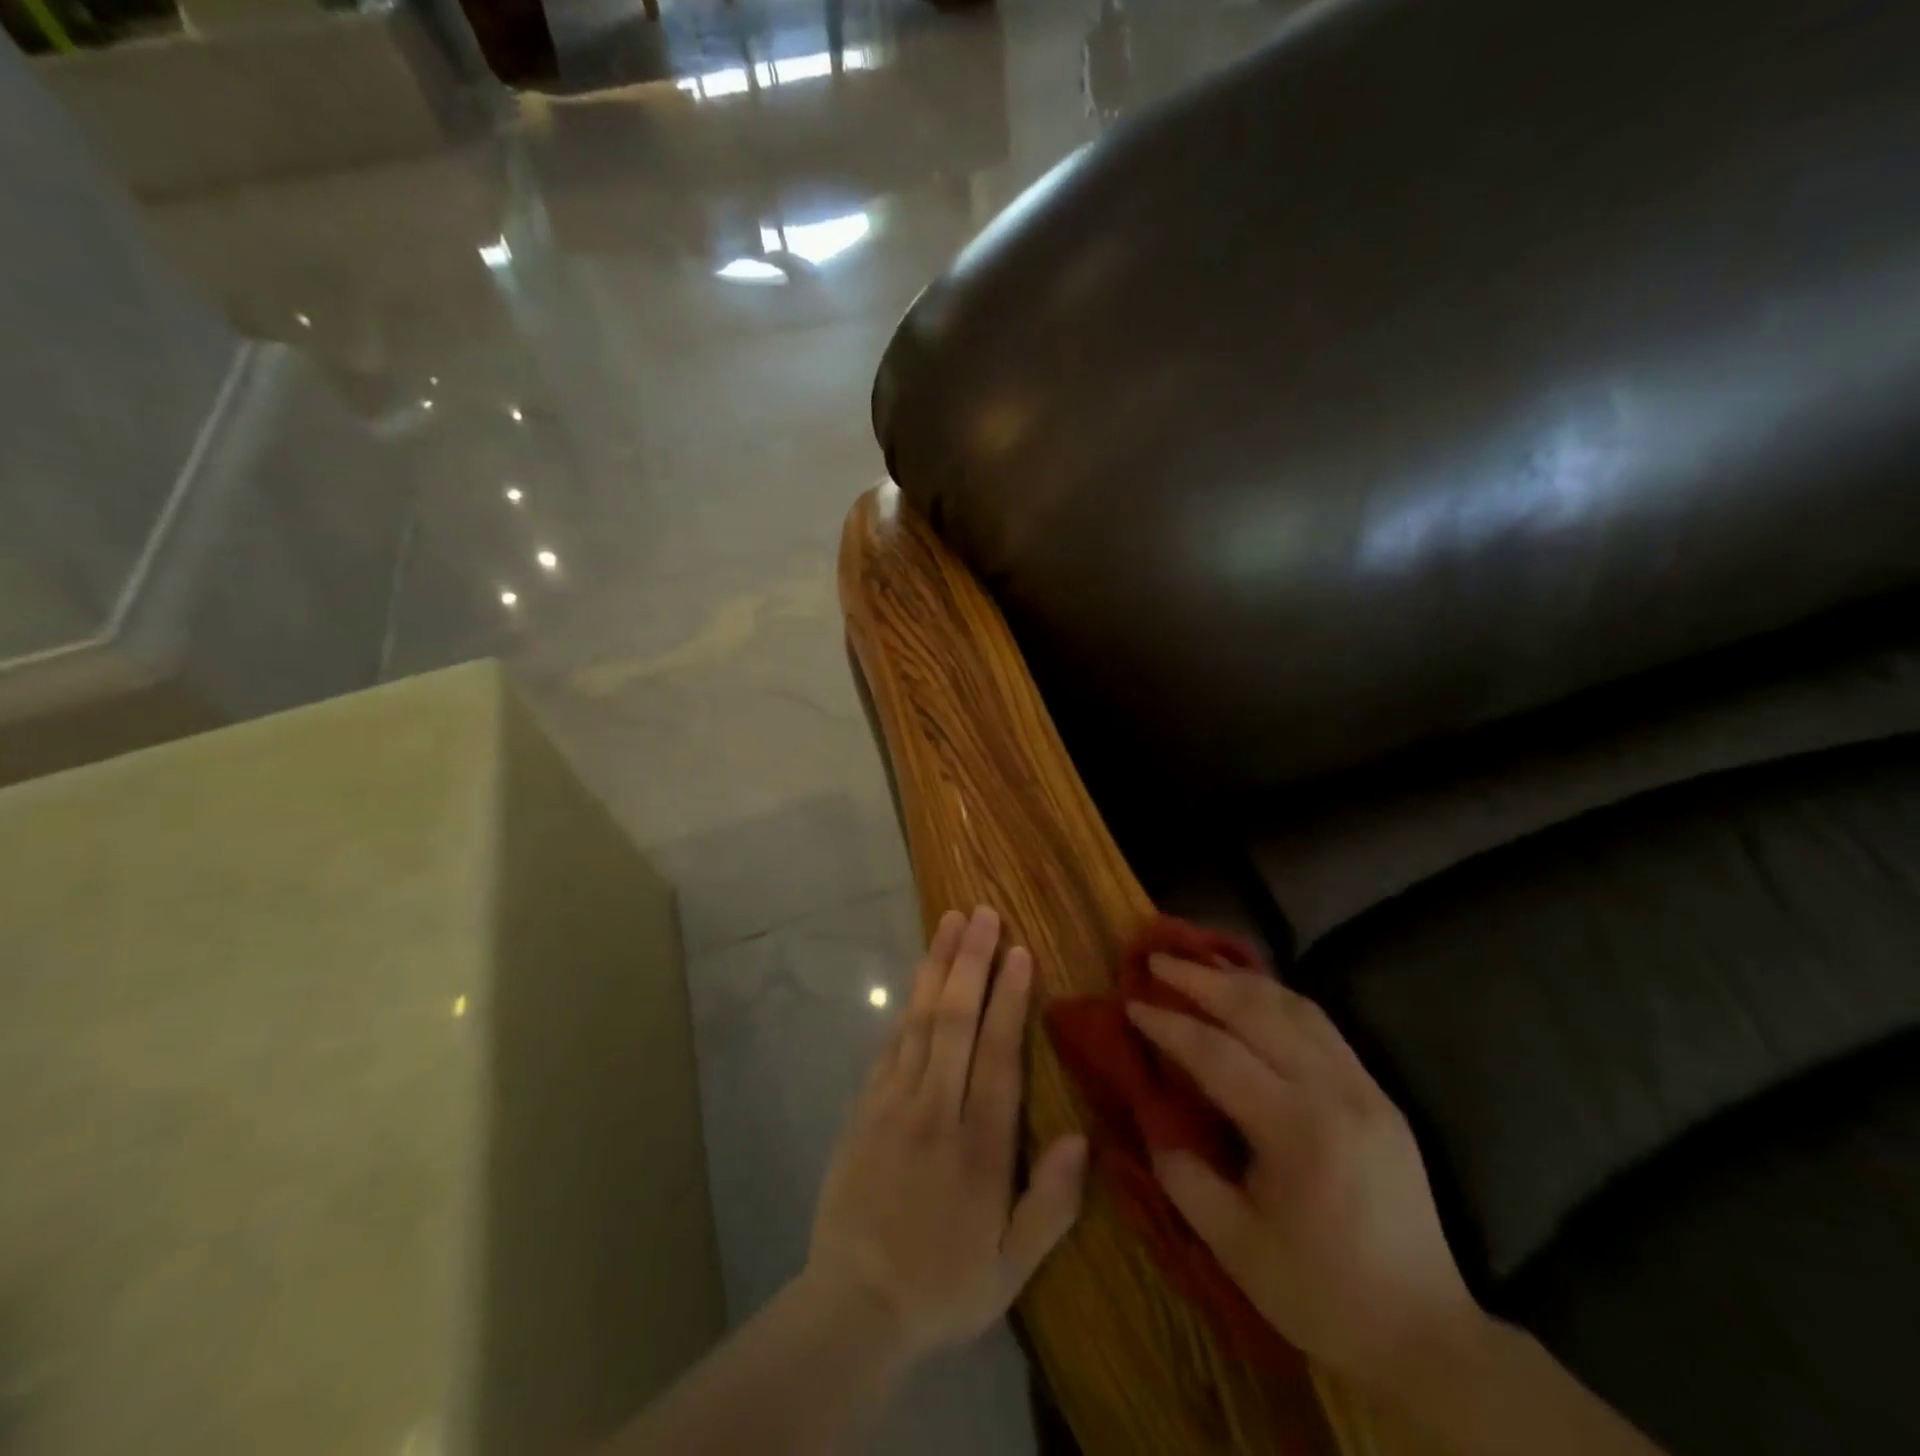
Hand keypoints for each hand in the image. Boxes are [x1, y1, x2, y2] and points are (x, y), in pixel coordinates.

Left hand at [806, 906, 1087, 1363]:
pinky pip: (890, 1043)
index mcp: (978, 1147)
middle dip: (970, 962)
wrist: (853, 1306)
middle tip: (982, 913)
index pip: (997, 1055)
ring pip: (919, 1021)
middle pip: (954, 1021)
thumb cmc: (942, 1286)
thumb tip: (1082, 1138)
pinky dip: (907, 1005)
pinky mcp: (865, 1106)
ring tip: (949, 922)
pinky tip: (918, 977)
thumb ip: (1051, 1205)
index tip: (1019, 952)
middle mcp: (935, 1110)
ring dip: (937, 967)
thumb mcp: (1011, 1268)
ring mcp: (893, 1103)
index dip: (1009, 999)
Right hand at [1127, 956, 1480, 1391]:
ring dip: (1242, 979)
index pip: (1218, 1056)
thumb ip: (1185, 1177)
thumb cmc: (1321, 1294)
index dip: (1170, 1025)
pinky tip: (1254, 993)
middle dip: (1202, 979)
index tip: (1132, 1002)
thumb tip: (1155, 1120)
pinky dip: (1279, 998)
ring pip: (1296, 1007)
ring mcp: (1364, 1088)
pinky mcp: (1379, 1093)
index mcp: (1297, 1132)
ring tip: (1201, 961)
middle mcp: (1334, 1093)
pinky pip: (1322, 1025)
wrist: (1425, 1332)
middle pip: (1259, 1012)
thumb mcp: (1235, 1248)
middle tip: (1158, 957)